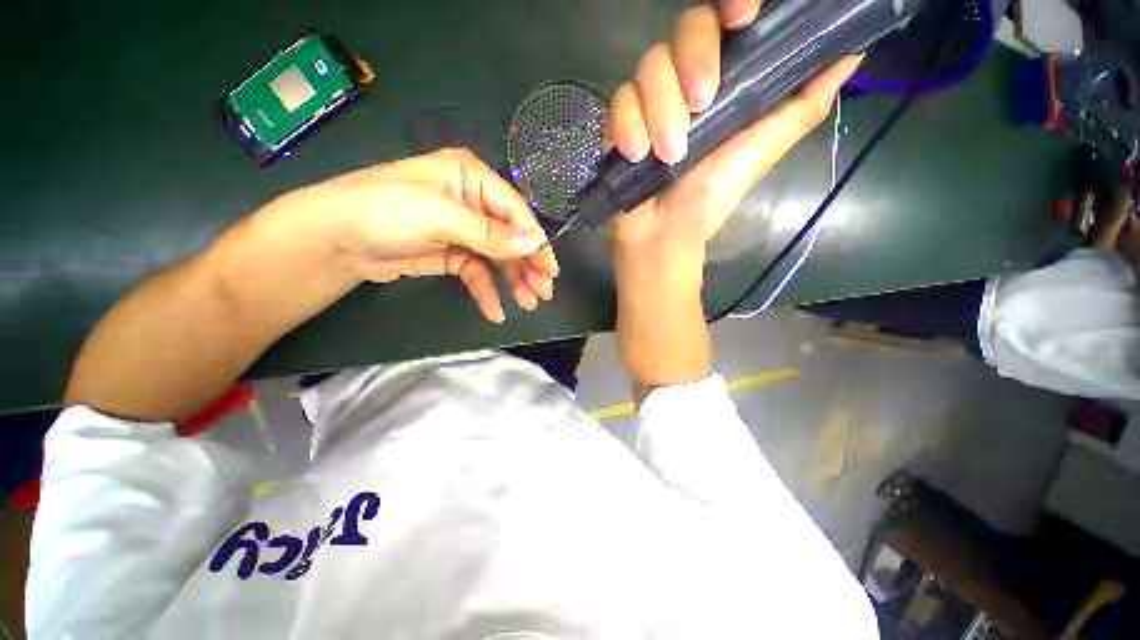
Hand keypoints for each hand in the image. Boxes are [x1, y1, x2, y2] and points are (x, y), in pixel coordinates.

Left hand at [288, 148, 558, 323]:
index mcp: (471, 178)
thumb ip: (490, 234)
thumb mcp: (440, 217)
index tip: (549, 270)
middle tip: (543, 292)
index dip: (534, 241)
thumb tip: (535, 243)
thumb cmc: (384, 211)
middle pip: (510, 236)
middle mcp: (472, 202)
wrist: (333, 240)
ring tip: (528, 304)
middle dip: (528, 265)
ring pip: (498, 257)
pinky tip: (495, 310)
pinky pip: (478, 272)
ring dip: (513, 281)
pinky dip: (487, 290)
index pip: (515, 211)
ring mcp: (463, 230)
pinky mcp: (452, 254)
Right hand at [608, 1, 860, 258]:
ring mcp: (651, 100)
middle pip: (686, 27)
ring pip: (650, 65)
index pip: (727, 18)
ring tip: (669, 154)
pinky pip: (620, 100)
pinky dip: (628, 126)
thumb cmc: (712, 198)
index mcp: (727, 80)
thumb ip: (803, 106)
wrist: (663, 234)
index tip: (742, 17)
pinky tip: (638, 154)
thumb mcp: (763, 152)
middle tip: (700, 102)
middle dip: (693, 59)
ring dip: (660, 110)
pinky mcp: (620, 121)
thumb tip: (851, 56)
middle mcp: (687, 80)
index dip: (734, 5)